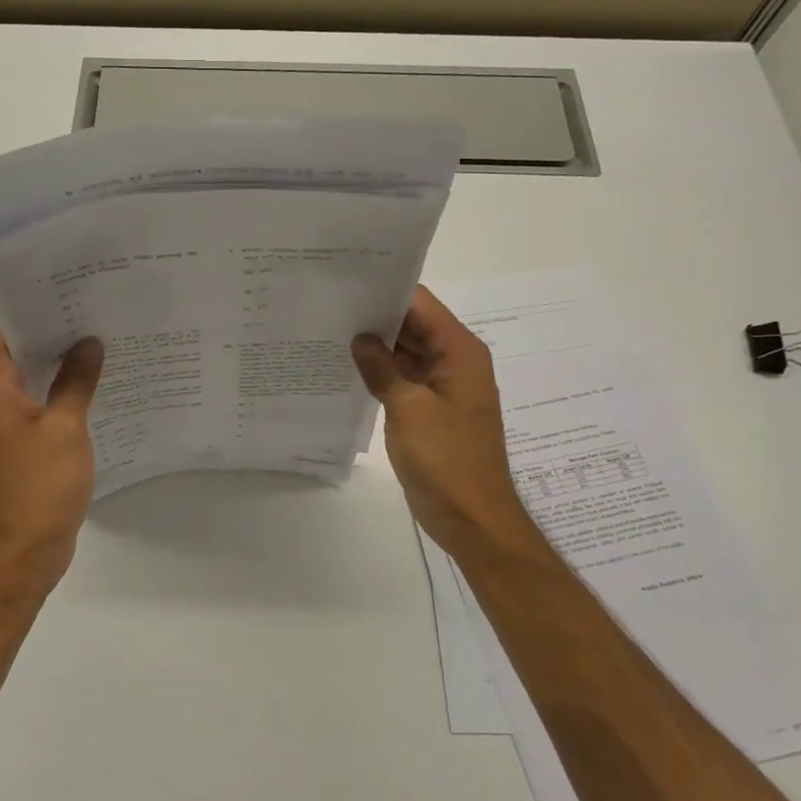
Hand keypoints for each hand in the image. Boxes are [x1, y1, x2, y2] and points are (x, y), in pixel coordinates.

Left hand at [0, 319, 104, 583]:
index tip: (66, 283)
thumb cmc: (38, 486)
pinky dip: (61, 392)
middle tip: (94, 305)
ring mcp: (4, 426)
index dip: (30, 302)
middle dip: (52, 328)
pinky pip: (39, 406)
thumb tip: (88, 342)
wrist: (21, 554)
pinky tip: (96, 385)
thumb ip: (76, 381)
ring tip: (100, 337)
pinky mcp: (20, 448)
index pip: (2, 328)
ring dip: (59, 361)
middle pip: (17, 351)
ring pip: (30, 379)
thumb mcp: (65, 428)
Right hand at [353, 287, 539, 559]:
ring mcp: (442, 387)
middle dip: (376, 316)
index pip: (421, 304)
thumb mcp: (408, 408)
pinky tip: (346, 367)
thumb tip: (360, 339)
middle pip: (414, 325)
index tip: (346, 282)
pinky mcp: (430, 410)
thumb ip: (382, 368)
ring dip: (376, 346)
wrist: (472, 518)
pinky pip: (404, 379)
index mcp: (460, 351)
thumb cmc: (445, 459)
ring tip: (330, 329)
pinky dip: (380, 373)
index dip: (386, 290)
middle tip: (328, 305)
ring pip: (406, 352)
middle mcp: (455, 362)